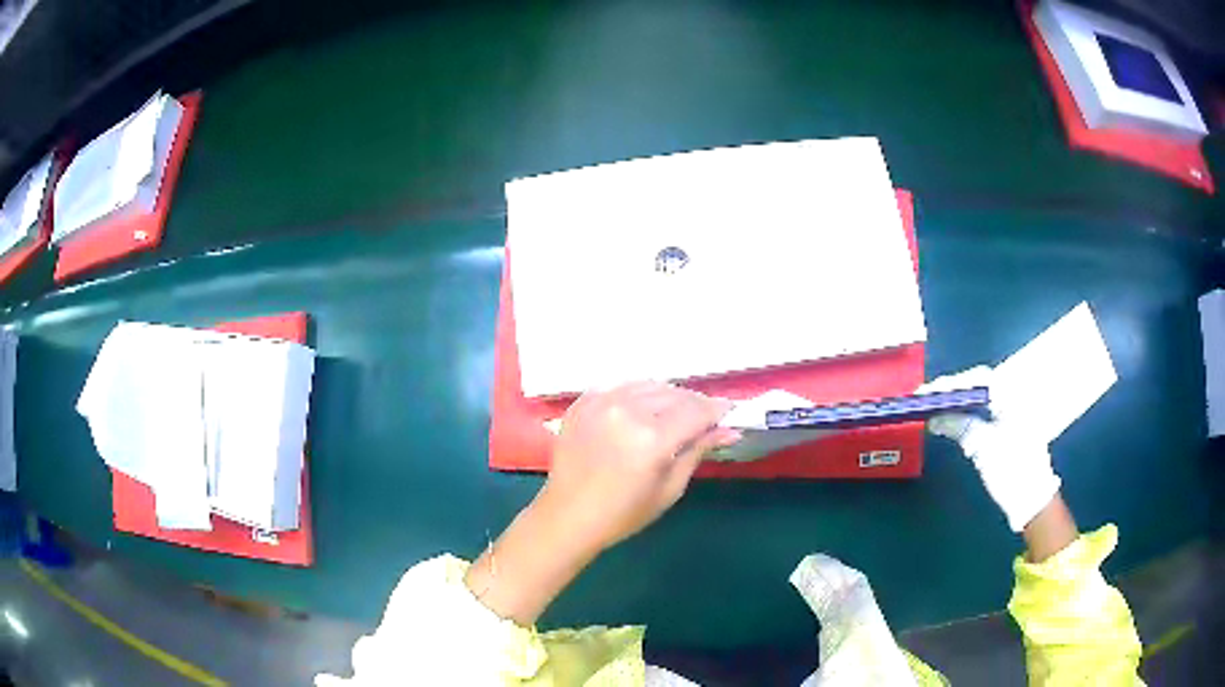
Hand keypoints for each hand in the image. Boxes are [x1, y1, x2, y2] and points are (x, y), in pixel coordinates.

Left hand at [538, 381, 739, 554]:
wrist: (568, 516)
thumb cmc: (624, 513)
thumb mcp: (669, 488)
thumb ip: (698, 451)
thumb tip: (729, 430)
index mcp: (652, 438)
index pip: (696, 411)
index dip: (716, 410)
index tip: (729, 412)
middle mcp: (627, 411)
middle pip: (674, 394)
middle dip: (694, 403)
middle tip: (704, 418)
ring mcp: (601, 403)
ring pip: (648, 385)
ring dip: (667, 396)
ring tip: (674, 413)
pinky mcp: (582, 403)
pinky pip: (620, 387)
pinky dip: (637, 394)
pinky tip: (641, 410)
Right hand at [919, 367, 1060, 532]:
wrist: (1033, 499)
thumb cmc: (1013, 471)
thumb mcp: (985, 448)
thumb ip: (961, 426)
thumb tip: (935, 417)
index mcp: (1013, 396)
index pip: (978, 379)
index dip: (951, 383)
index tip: (927, 392)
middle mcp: (1013, 397)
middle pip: (977, 385)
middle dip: (950, 391)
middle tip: (924, 399)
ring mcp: (1011, 412)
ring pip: (978, 399)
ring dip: (955, 403)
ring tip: (930, 408)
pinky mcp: (1007, 426)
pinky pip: (982, 412)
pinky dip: (963, 414)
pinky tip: (947, 420)